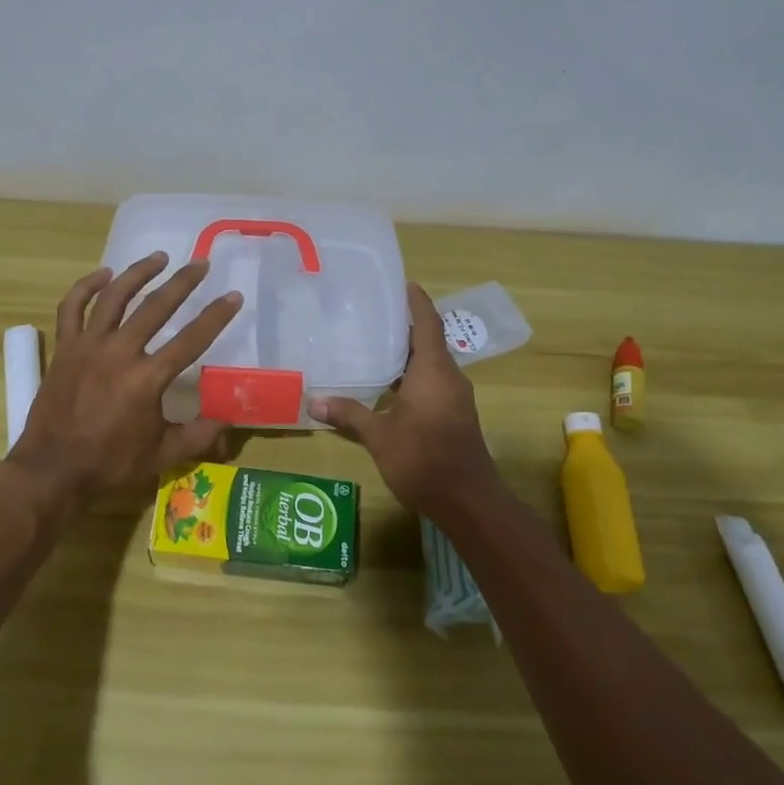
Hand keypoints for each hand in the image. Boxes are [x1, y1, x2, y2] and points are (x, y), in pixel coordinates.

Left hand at [9, 253, 243, 506]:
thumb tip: (229, 418)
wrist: (52, 469)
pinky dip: (87, 286)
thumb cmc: (110, 463)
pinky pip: (72, 306)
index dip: (216, 316)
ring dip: (139, 272)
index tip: (233, 296)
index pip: (191, 339)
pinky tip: (104, 274)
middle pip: (156, 306)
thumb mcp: (162, 455)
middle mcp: (119, 352)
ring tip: (159, 257)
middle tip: (200, 264)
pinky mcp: (65, 347)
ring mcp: (88, 346)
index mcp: (147, 379)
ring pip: (115, 296)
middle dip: (183, 282)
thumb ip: (199, 434)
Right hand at [310, 283, 495, 517]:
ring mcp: (454, 397)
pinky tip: (387, 383)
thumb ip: (350, 415)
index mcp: (433, 371)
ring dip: (407, 352)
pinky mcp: (453, 415)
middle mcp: (448, 377)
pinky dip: (411, 374)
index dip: (417, 302)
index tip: (403, 283)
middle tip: (372, 313)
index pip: (427, 324)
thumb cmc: (424, 459)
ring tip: (373, 343)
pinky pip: (432, 382)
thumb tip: (314, 401)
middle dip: (404, 326)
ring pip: (430, 364)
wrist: (469, 501)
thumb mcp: (380, 436)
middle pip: (428, 341)